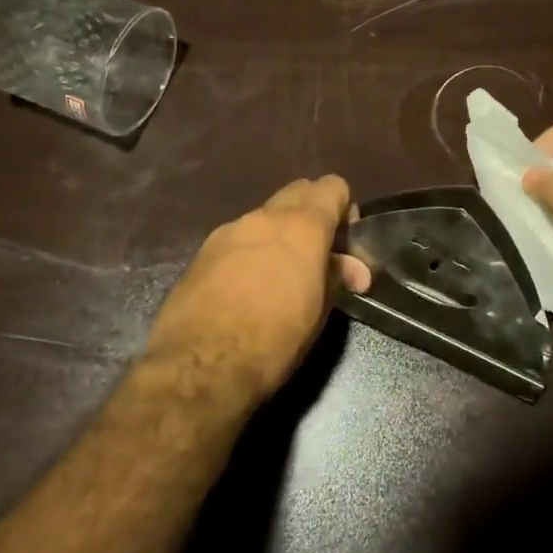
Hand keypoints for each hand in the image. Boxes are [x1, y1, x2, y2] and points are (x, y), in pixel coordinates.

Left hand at [145, 176, 371, 404]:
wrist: (199, 365)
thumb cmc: (273, 340)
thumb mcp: (318, 312)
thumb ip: (335, 277)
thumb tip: (352, 268)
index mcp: (302, 226)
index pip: (332, 187)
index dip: (344, 209)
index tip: (344, 241)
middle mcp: (265, 217)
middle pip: (298, 192)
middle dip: (311, 213)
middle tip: (316, 253)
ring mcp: (230, 230)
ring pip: (265, 215)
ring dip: (279, 233)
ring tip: (278, 274)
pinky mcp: (203, 251)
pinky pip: (238, 237)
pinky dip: (250, 250)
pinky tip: (245, 286)